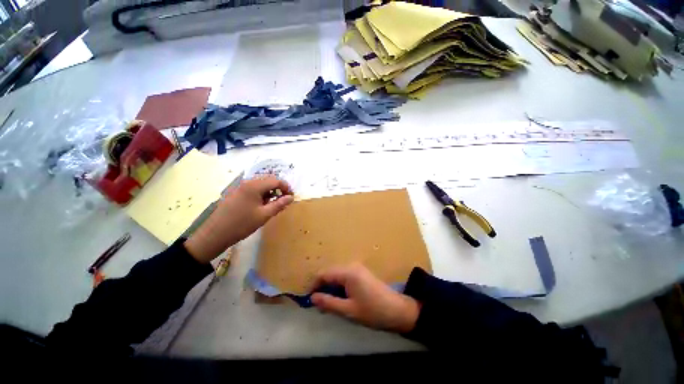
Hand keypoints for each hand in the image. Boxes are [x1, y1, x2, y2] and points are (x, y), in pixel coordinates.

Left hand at [185, 176, 293, 262]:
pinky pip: (253, 189)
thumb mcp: (264, 215)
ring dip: (270, 192)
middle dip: (278, 189)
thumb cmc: (242, 224)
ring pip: (261, 185)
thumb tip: (291, 197)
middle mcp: (247, 182)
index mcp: (254, 186)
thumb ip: (279, 204)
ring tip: (274, 205)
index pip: (276, 181)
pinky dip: (261, 195)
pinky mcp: (236, 193)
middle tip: (284, 201)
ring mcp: (240, 187)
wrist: (215, 234)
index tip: (291, 197)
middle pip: (268, 181)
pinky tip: (262, 205)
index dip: (286, 187)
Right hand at [311, 263, 419, 332]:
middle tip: (320, 305)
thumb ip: (329, 303)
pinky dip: (339, 286)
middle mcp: (352, 266)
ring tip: (330, 304)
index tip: (310, 299)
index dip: (315, 285)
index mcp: (348, 272)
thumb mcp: (348, 310)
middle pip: (330, 273)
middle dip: (323, 287)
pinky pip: (345, 276)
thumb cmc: (372, 311)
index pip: (324, 274)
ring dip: (331, 287)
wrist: (397, 310)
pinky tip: (341, 298)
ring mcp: (358, 268)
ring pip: (337, 275)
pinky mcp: (361, 273)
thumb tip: (312, 298)